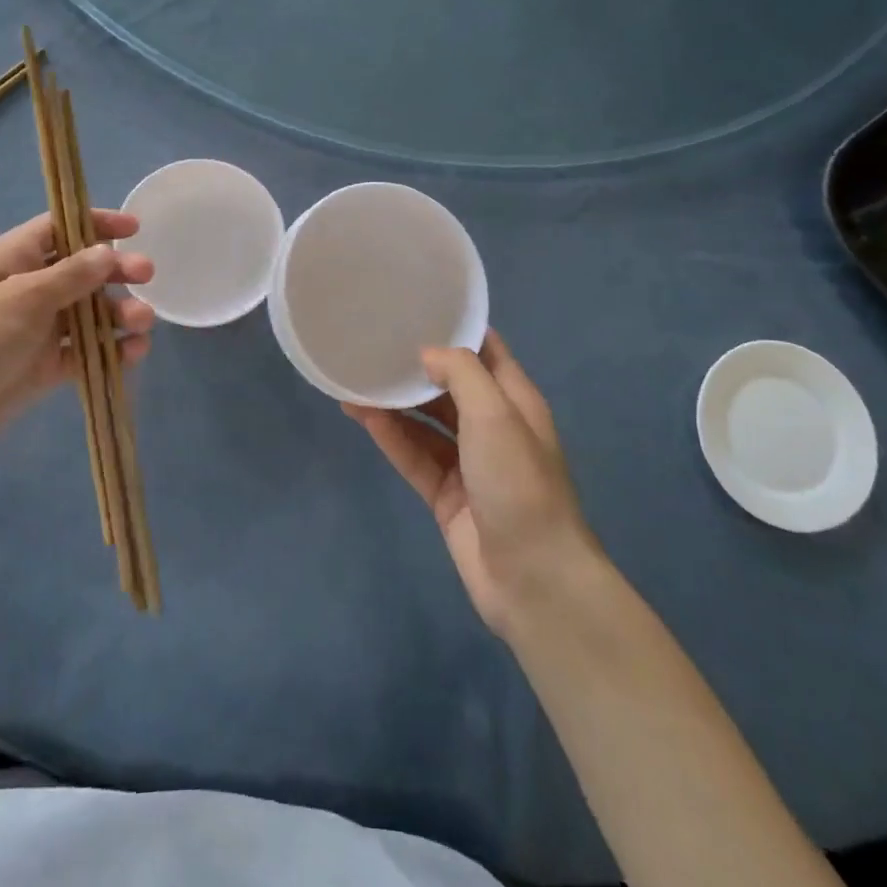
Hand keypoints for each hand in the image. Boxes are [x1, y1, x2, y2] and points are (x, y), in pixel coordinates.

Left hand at [0, 210, 154, 479]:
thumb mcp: (23, 298)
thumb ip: (71, 275)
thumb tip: (107, 252)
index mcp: (14, 259)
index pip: (61, 228)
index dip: (97, 223)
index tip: (136, 227)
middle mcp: (29, 289)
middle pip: (83, 271)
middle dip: (116, 271)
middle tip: (148, 276)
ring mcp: (38, 330)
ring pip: (89, 314)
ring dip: (118, 315)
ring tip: (142, 324)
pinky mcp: (45, 367)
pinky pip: (86, 353)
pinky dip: (110, 351)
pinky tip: (132, 355)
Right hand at [345, 331, 593, 638]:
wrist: (533, 578)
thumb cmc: (519, 483)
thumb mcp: (496, 414)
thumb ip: (461, 373)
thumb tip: (426, 352)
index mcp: (514, 401)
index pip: (485, 351)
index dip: (454, 328)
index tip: (415, 307)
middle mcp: (492, 426)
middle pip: (449, 386)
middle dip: (415, 366)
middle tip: (372, 343)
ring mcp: (468, 463)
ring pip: (425, 422)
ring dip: (394, 402)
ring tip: (354, 379)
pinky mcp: (446, 494)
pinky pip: (413, 455)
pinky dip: (390, 436)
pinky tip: (361, 416)